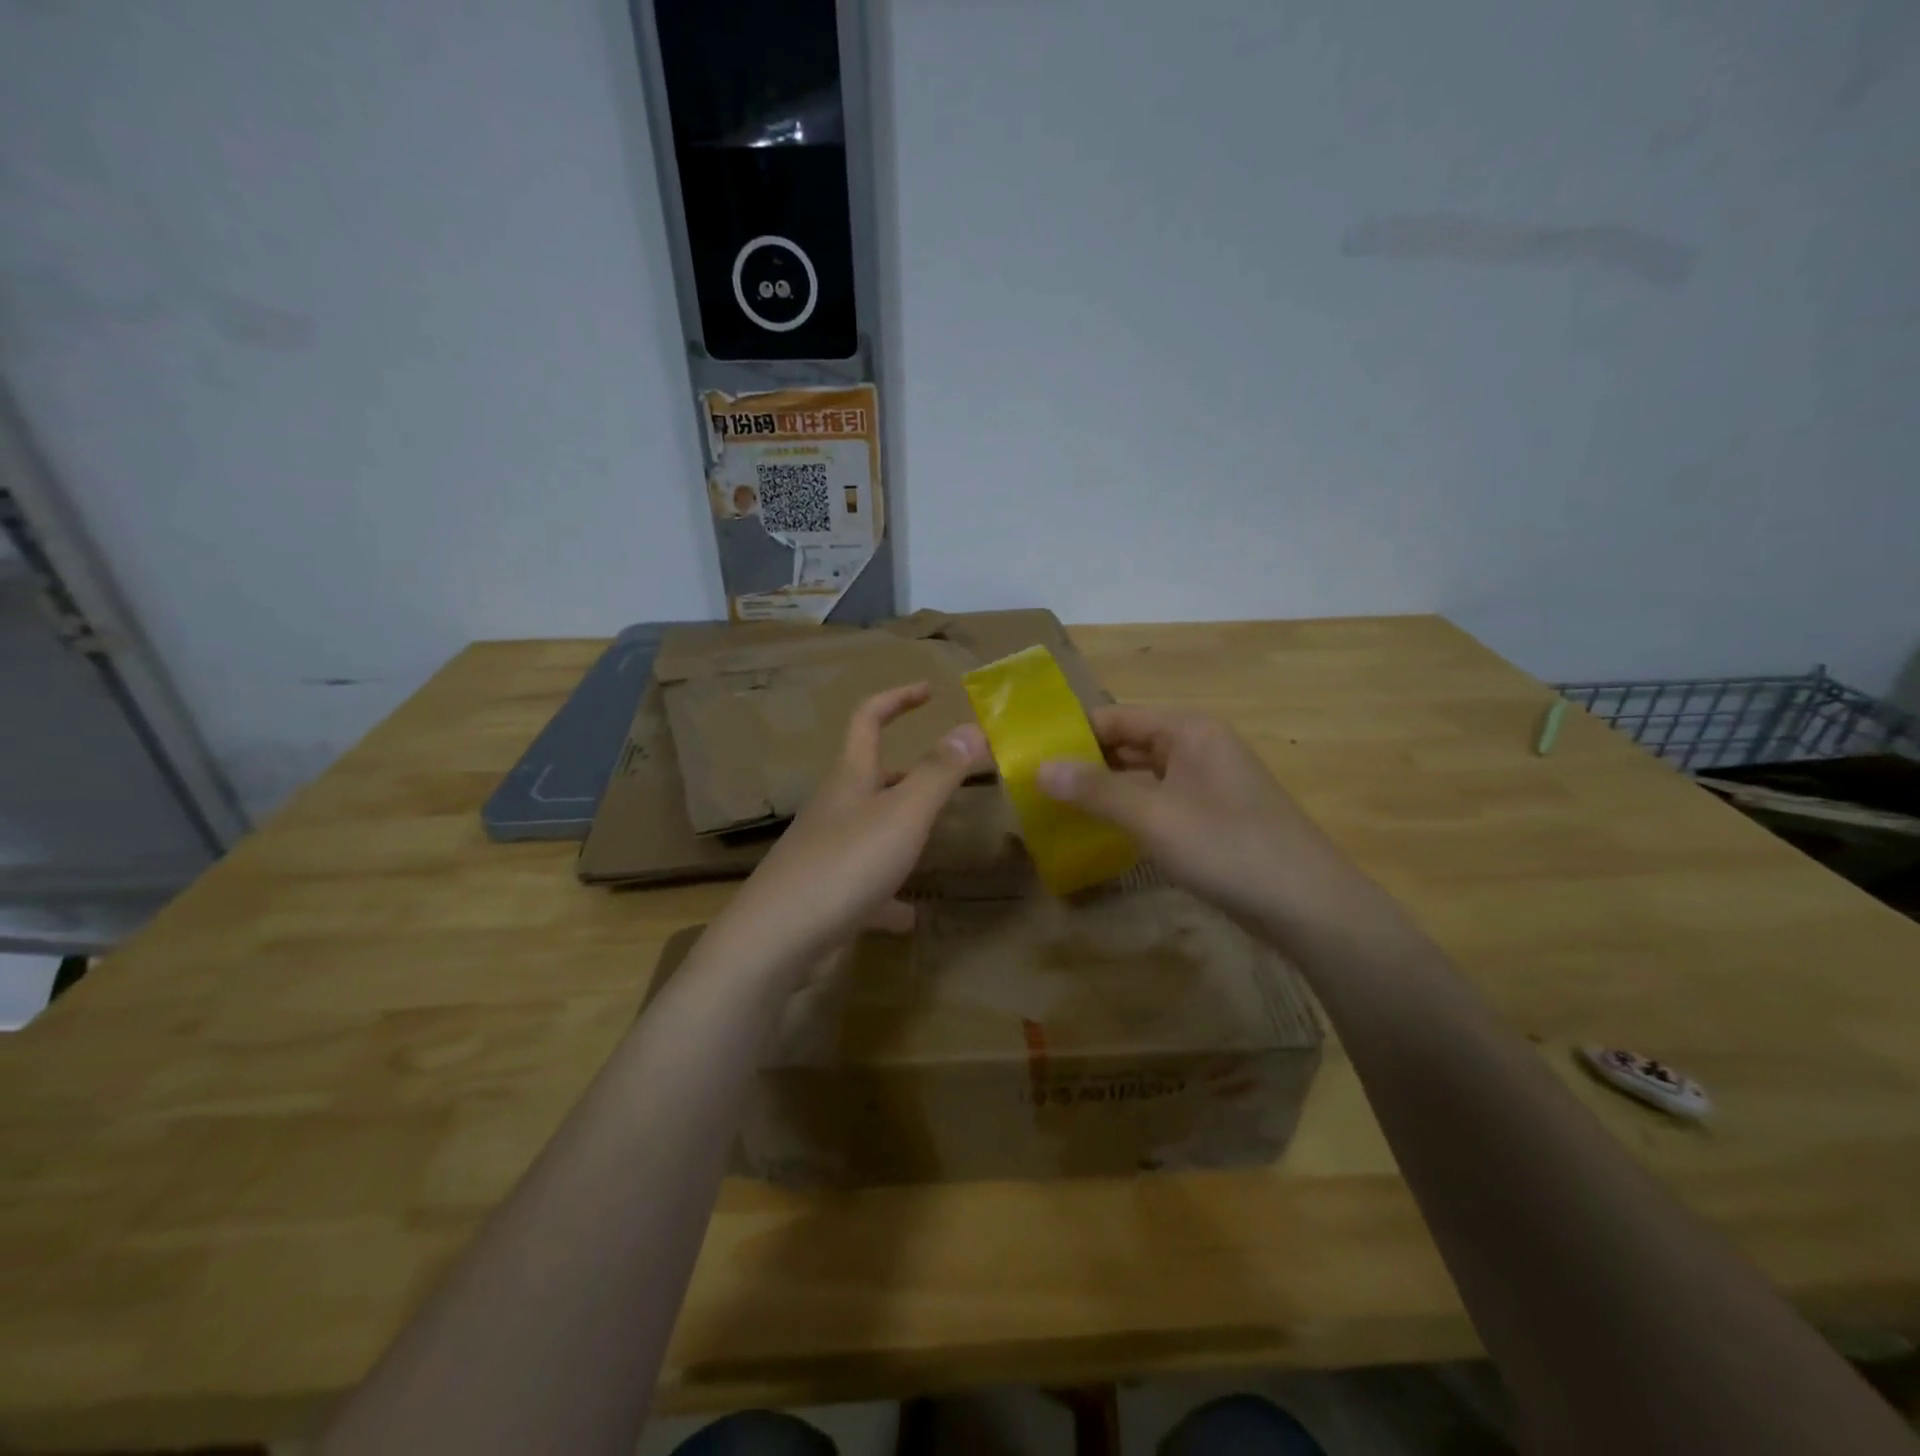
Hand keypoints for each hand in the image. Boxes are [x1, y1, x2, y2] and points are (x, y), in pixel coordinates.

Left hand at [713, 683, 988, 969]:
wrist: (776, 940)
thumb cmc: (845, 864)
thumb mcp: (903, 814)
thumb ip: (939, 772)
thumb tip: (972, 728)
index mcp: (850, 778)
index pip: (868, 719)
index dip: (898, 699)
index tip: (928, 691)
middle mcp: (834, 808)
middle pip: (871, 776)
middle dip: (909, 771)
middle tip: (946, 778)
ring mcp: (826, 853)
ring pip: (870, 830)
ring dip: (902, 832)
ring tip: (935, 843)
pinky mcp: (824, 895)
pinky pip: (865, 887)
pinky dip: (889, 895)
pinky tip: (909, 917)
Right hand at [1036, 705, 1369, 933]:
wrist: (1309, 906)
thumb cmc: (1228, 849)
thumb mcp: (1153, 817)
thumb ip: (1095, 791)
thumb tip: (1038, 767)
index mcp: (1186, 730)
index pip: (1113, 717)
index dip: (1070, 733)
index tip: (1027, 755)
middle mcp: (1198, 745)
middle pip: (1128, 743)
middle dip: (1084, 762)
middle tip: (1033, 785)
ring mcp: (1209, 781)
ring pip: (1143, 774)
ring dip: (1105, 789)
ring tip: (1056, 807)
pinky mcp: (1214, 814)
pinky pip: (1160, 800)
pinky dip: (1130, 810)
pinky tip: (1103, 831)